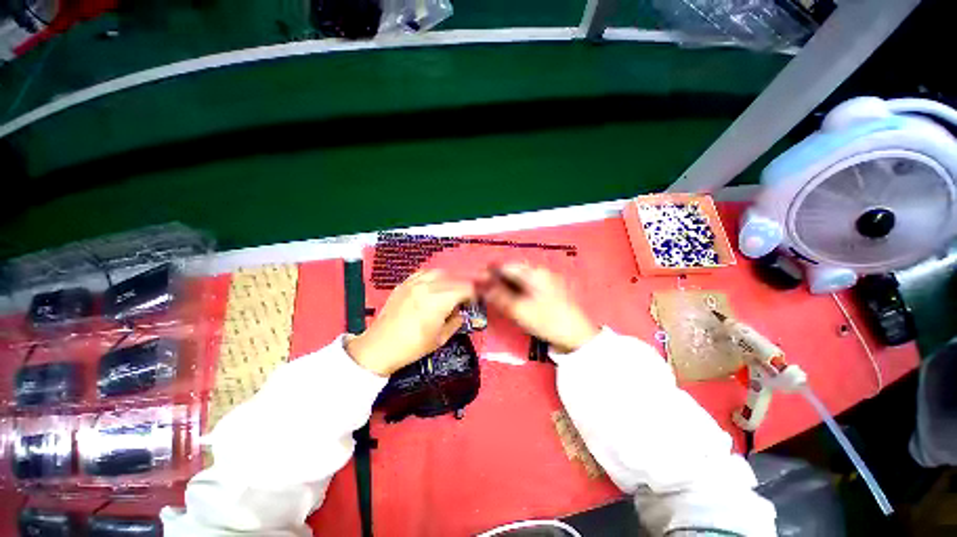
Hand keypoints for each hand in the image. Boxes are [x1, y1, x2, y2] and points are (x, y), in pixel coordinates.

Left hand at [346, 270, 475, 375]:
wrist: (379, 347)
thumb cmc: (412, 347)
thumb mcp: (440, 338)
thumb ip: (456, 322)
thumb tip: (461, 313)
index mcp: (438, 301)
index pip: (465, 288)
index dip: (474, 294)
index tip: (475, 302)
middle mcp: (427, 286)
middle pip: (454, 279)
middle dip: (463, 287)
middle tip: (465, 299)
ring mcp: (413, 283)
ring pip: (439, 272)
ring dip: (449, 280)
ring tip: (450, 291)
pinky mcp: (403, 284)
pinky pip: (423, 273)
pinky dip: (433, 277)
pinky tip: (433, 287)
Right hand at [481, 263, 598, 353]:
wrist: (577, 336)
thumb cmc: (547, 321)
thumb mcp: (519, 310)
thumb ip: (499, 296)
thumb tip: (481, 287)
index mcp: (534, 273)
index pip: (506, 266)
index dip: (489, 272)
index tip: (477, 280)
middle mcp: (540, 272)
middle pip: (513, 271)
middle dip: (497, 279)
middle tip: (484, 290)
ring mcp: (546, 281)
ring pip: (519, 279)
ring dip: (506, 285)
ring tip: (494, 295)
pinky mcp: (549, 290)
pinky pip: (527, 285)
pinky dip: (516, 290)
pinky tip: (511, 299)